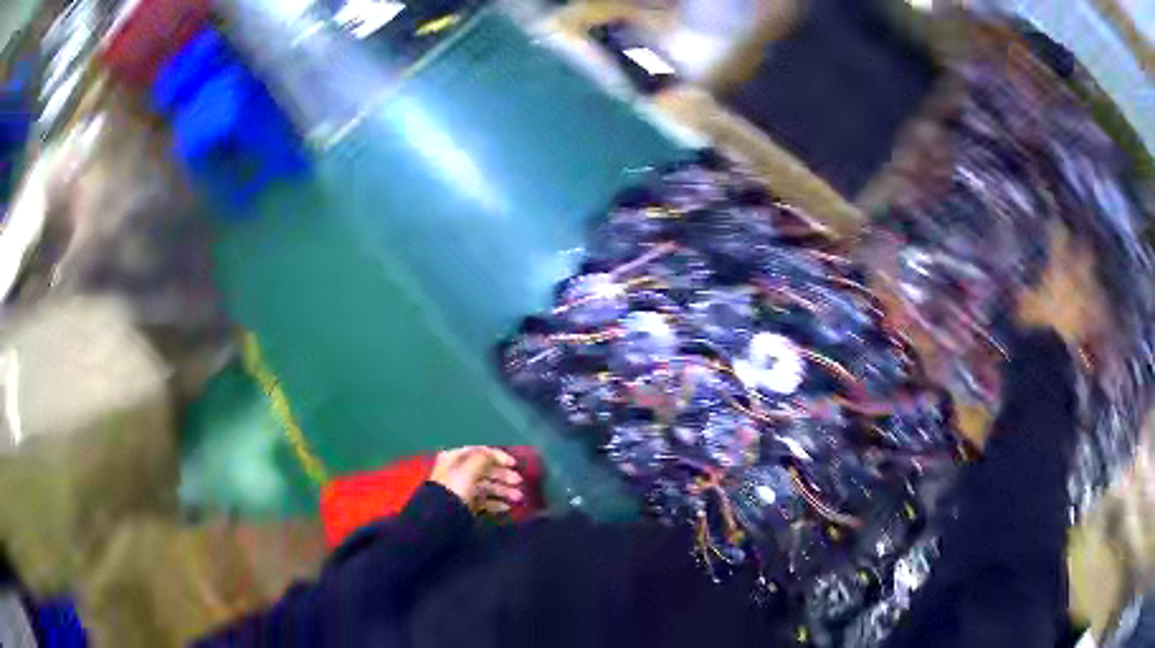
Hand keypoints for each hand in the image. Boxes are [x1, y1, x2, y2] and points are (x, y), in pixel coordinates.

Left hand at [430, 446, 523, 513]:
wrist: (443, 516)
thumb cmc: (456, 487)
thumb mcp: (470, 468)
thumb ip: (484, 457)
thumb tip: (493, 454)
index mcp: (454, 458)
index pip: (479, 452)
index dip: (498, 456)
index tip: (514, 464)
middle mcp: (457, 472)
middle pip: (484, 470)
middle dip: (503, 476)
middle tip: (519, 482)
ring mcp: (461, 490)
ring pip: (486, 486)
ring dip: (503, 490)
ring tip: (518, 498)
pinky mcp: (466, 506)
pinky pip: (483, 501)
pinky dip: (496, 503)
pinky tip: (506, 507)